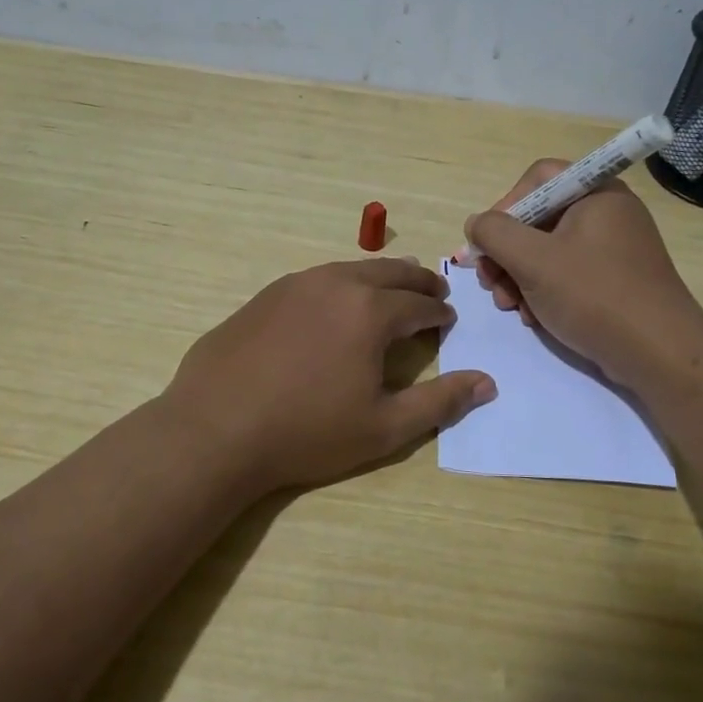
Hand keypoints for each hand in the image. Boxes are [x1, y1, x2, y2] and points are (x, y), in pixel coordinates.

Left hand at [161, 258, 495, 494]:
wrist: (215, 428)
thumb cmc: (307, 432)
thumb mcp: (384, 427)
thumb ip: (440, 402)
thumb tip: (487, 383)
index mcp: (371, 311)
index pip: (420, 304)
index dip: (439, 312)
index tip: (448, 320)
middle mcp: (337, 283)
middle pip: (390, 272)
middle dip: (417, 282)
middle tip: (434, 291)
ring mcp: (296, 284)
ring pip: (351, 269)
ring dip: (379, 278)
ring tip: (391, 290)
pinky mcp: (266, 295)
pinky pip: (318, 279)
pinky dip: (341, 284)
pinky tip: (336, 305)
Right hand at [462, 160, 702, 390]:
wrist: (659, 353)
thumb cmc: (594, 296)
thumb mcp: (533, 261)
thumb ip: (495, 234)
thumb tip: (476, 224)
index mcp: (596, 193)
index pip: (538, 179)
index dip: (506, 205)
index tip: (489, 242)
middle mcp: (607, 213)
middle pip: (539, 218)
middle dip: (507, 252)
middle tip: (491, 284)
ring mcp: (613, 248)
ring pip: (549, 250)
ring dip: (519, 276)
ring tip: (509, 306)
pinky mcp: (615, 280)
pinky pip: (568, 273)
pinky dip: (544, 291)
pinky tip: (533, 317)